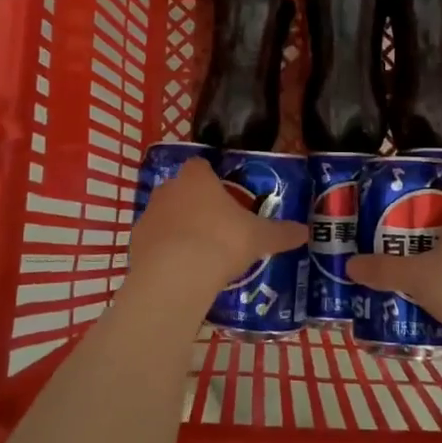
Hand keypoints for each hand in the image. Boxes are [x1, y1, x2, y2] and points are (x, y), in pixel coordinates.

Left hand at [128, 159, 307, 316]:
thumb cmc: (221, 243)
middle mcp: (169, 189)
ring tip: (199, 253)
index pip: (202, 166)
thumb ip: (281, 233)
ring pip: (165, 214)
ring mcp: (148, 214)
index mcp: (197, 178)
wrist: (176, 276)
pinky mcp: (135, 242)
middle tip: (217, 227)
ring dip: (178, 227)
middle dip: (196, 204)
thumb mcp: (259, 238)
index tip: (226, 197)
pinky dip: (164, 250)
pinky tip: (179, 270)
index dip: (213, 179)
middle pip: (182, 189)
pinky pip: (153, 240)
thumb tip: (306, 232)